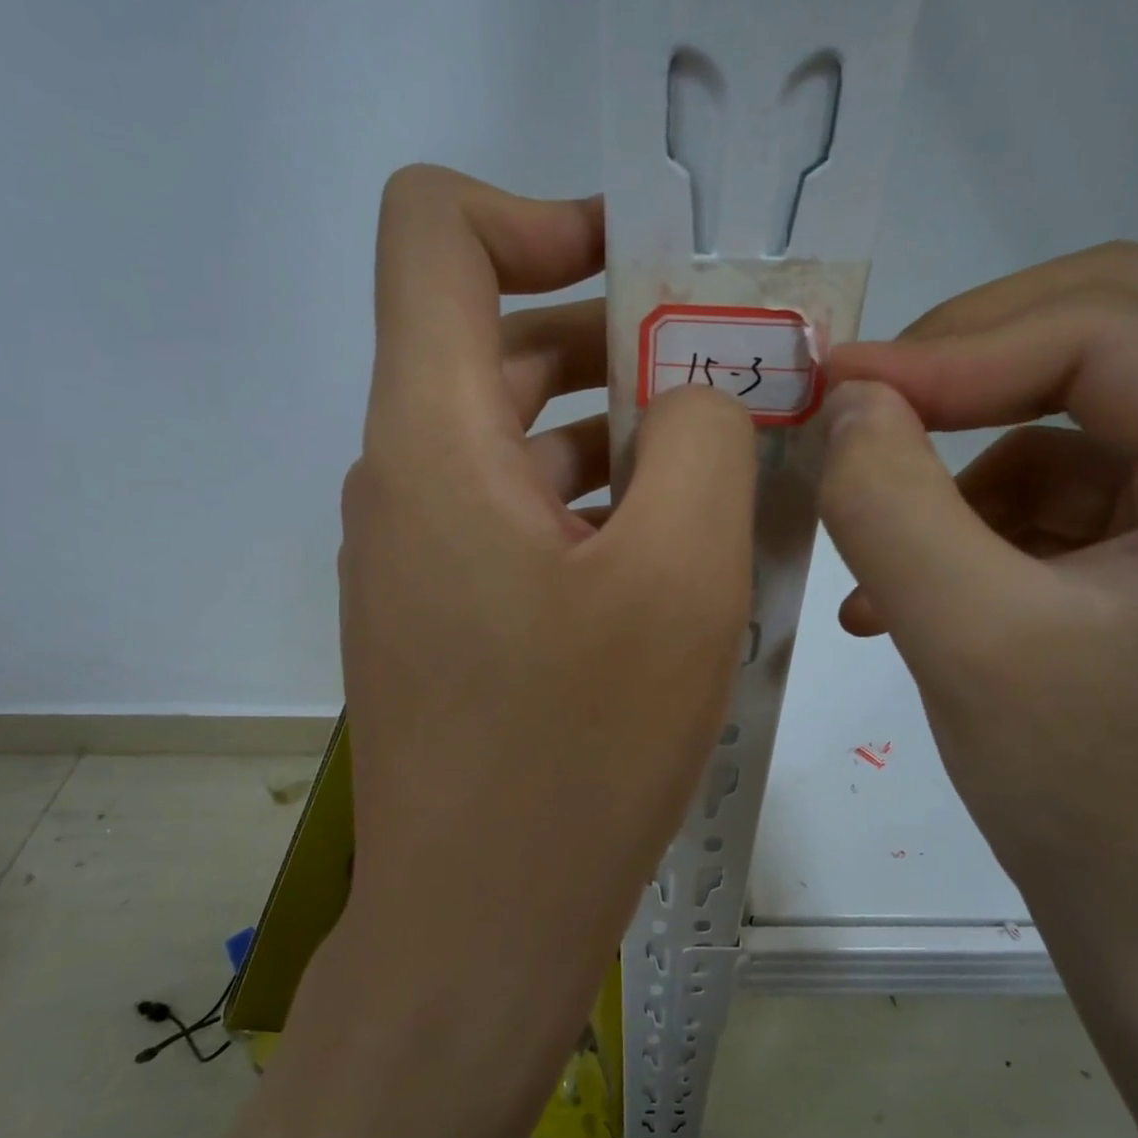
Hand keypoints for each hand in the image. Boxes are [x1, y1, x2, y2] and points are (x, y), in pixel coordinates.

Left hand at [326, 164, 754, 1076]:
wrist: (482, 923)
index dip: (541, 214)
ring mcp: (420, 555)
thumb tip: (697, 391)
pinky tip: (679, 554)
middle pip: (498, 338)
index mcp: (434, 438)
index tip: (648, 274)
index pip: (436, 233)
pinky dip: (597, 506)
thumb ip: (703, 439)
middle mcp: (405, 479)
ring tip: (728, 469)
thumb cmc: (578, 752)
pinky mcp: (448, 616)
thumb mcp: (680, 577)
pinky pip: (523, 517)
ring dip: (621, 431)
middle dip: (619, 335)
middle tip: (731, 378)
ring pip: (521, 438)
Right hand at [817, 243, 1137, 980]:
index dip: (945, 351)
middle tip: (859, 419)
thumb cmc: (1091, 804)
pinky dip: (978, 528)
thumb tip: (844, 402)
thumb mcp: (966, 643)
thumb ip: (888, 502)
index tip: (828, 387)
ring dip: (956, 478)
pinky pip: (1067, 492)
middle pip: (1104, 337)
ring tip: (881, 570)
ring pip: (1070, 419)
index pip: (1100, 333)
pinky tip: (914, 601)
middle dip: (960, 374)